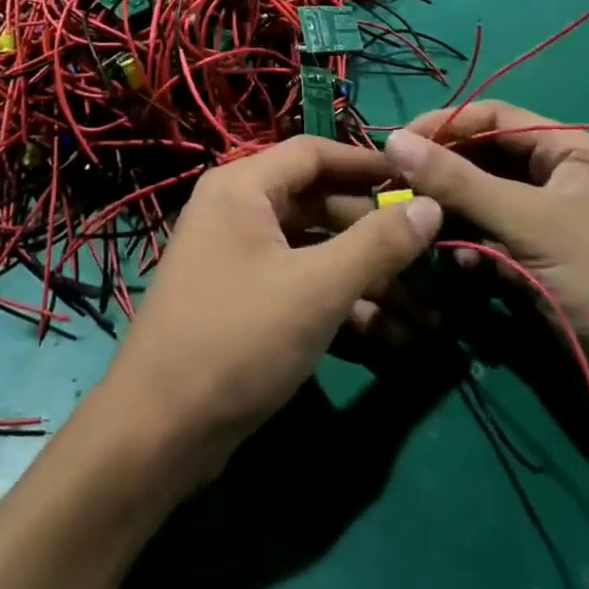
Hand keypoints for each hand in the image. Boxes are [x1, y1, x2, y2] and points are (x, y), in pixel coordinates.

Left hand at [95, 136, 442, 487]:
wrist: (157, 435)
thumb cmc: (238, 339)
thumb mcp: (317, 288)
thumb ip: (378, 244)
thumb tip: (431, 204)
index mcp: (243, 188)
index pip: (314, 153)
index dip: (368, 164)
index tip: (419, 178)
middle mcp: (239, 213)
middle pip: (321, 206)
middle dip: (377, 238)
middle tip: (432, 260)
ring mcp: (240, 261)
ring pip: (317, 254)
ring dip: (369, 282)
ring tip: (426, 318)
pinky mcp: (247, 306)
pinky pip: (303, 289)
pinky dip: (343, 308)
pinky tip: (391, 341)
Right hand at [383, 102, 588, 402]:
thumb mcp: (530, 225)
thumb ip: (459, 181)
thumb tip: (393, 139)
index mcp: (571, 151)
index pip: (494, 117)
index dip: (445, 125)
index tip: (396, 144)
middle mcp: (559, 178)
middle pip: (486, 159)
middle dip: (444, 176)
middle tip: (398, 193)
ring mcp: (550, 224)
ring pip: (484, 203)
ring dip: (455, 217)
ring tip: (429, 235)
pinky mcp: (541, 264)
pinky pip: (492, 241)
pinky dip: (472, 250)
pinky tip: (462, 271)